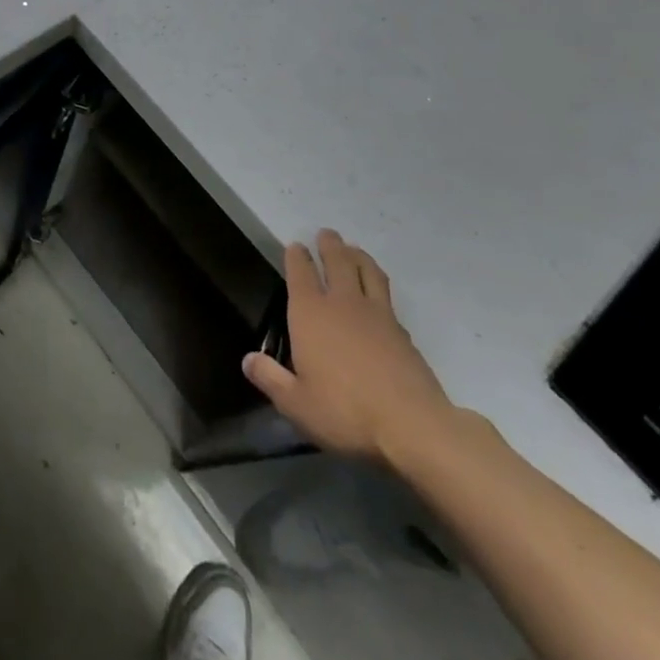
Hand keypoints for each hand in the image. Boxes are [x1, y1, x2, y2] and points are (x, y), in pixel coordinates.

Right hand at [243, 229, 455, 466]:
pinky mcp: (402, 332)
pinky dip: (378, 284)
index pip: (301, 273)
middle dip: (329, 245)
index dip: (297, 256)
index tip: (295, 245)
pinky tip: (378, 293)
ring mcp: (377, 314)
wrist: (412, 425)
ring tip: (354, 249)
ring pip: (367, 272)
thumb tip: (248, 360)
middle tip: (326, 233)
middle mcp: (342, 304)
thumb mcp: (296, 403)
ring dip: (358, 256)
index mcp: (310, 313)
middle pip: (337, 262)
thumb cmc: (344, 411)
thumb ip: (270, 378)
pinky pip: (386, 297)